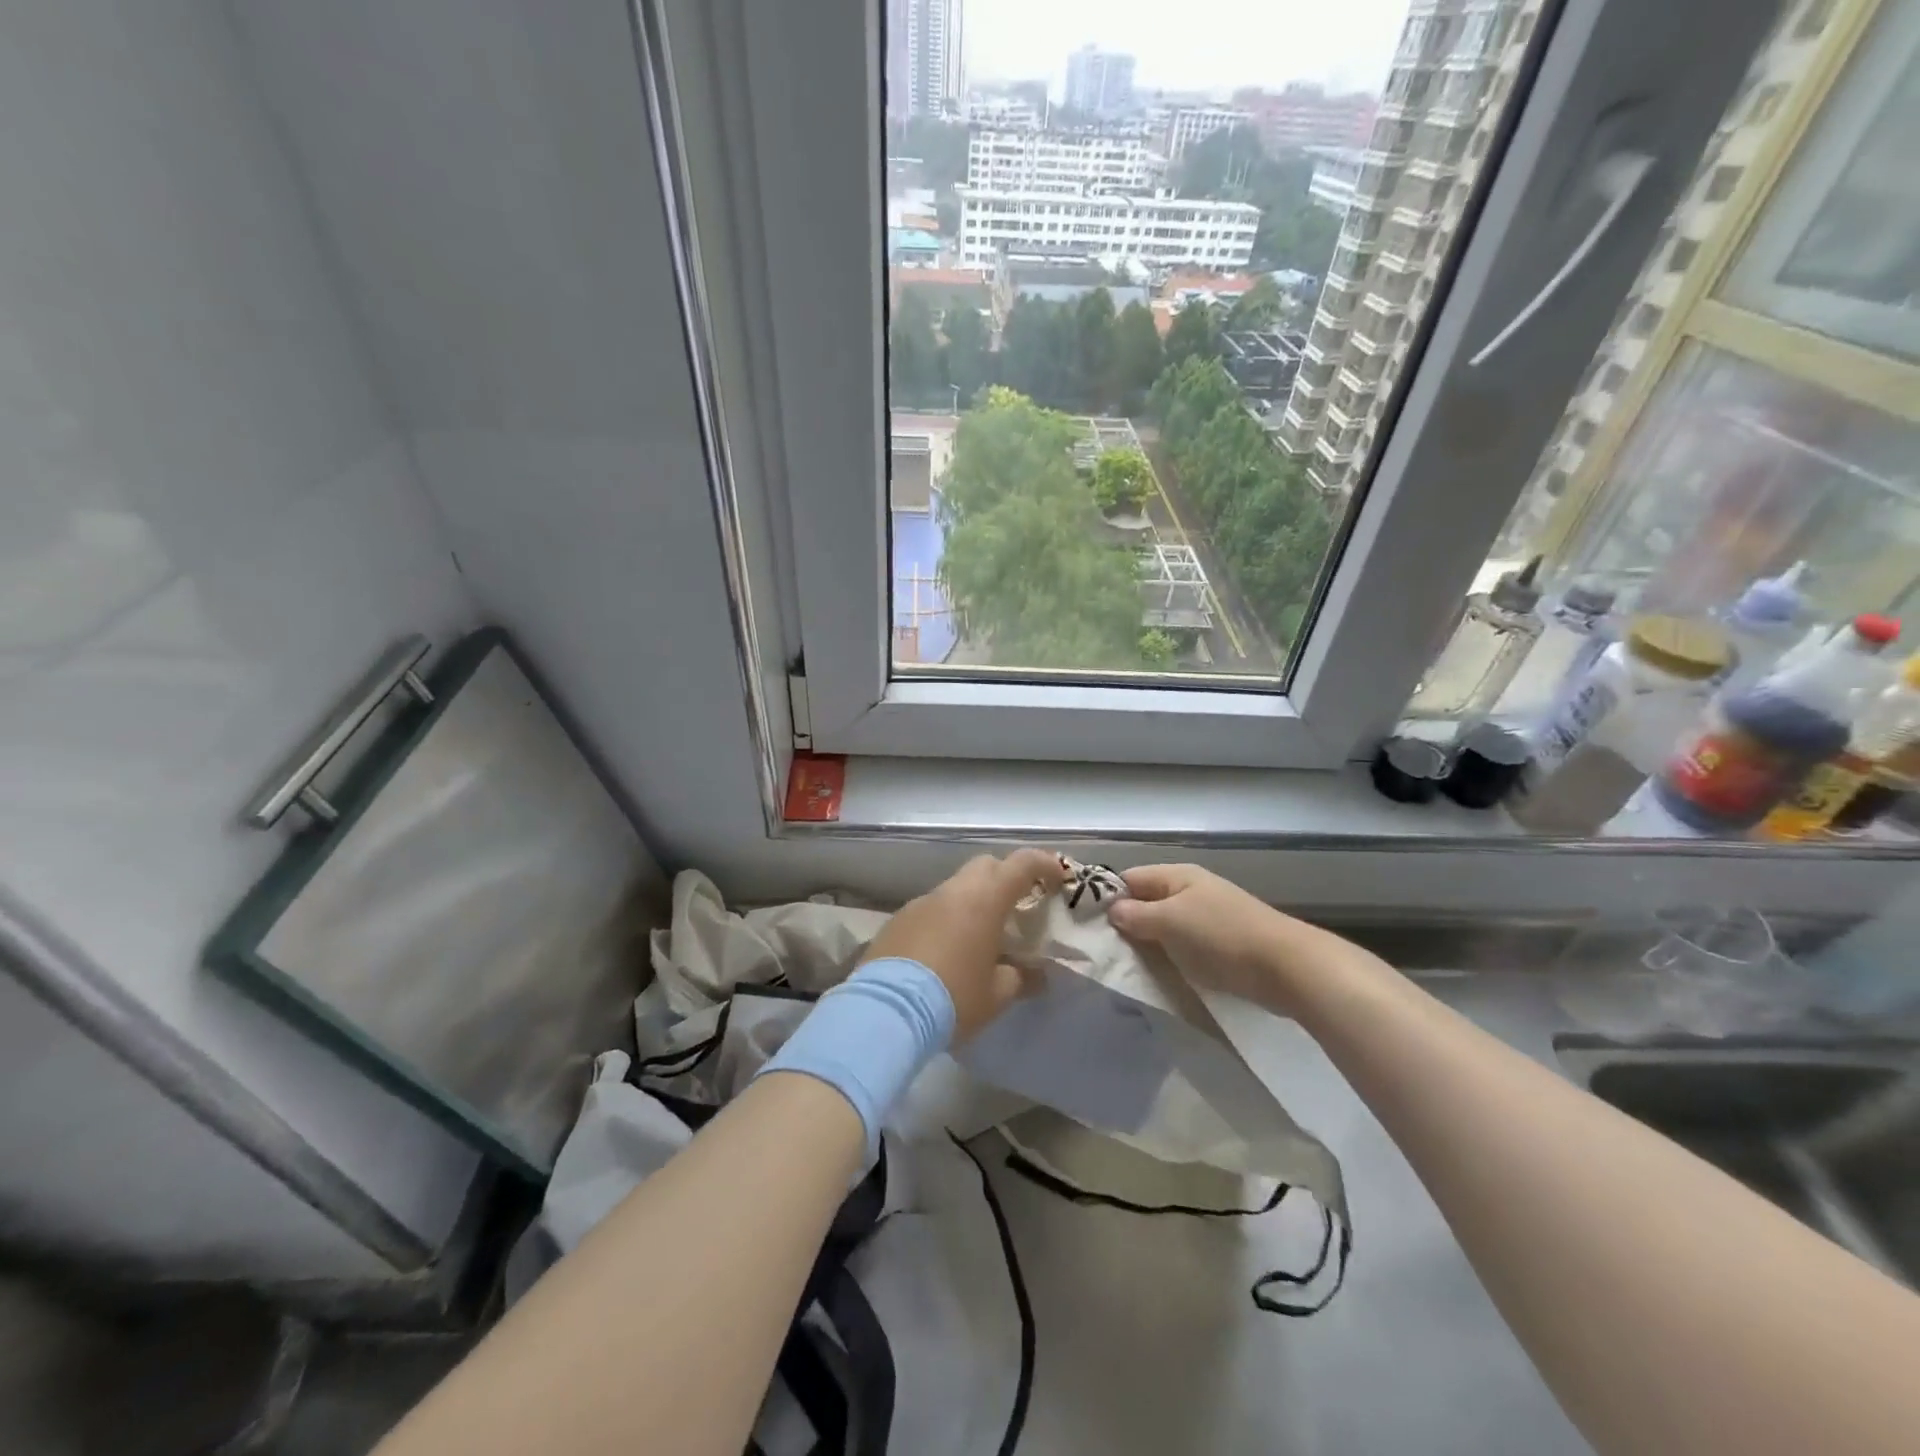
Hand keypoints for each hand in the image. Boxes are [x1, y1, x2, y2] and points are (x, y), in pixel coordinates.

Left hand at [859, 849, 1063, 1040]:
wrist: (886, 1010)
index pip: (1021, 864)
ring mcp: (921, 903)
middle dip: (1006, 878)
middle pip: (986, 866)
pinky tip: (946, 952)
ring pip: (955, 888)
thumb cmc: (953, 997)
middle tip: (1019, 906)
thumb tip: (1037, 976)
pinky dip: (946, 919)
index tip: (1058, 877)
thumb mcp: (997, 995)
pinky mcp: (897, 920)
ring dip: (973, 902)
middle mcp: (952, 892)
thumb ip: (1021, 978)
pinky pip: (931, 909)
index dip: (1044, 864)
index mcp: (984, 900)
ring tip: (981, 937)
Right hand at [1107, 863, 1300, 1009]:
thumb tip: (1112, 910)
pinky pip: (1186, 946)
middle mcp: (1192, 889)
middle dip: (1127, 924)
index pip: (1129, 878)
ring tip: (1129, 967)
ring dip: (1150, 944)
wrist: (1287, 967)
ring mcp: (1209, 916)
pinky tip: (1162, 975)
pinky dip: (1173, 957)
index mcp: (1177, 875)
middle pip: (1147, 902)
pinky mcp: (1223, 943)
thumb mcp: (1169, 921)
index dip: (1107, 898)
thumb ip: (1136, 915)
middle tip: (1105, 952)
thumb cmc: (1220, 936)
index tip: (1088, 926)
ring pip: (1166, 926)